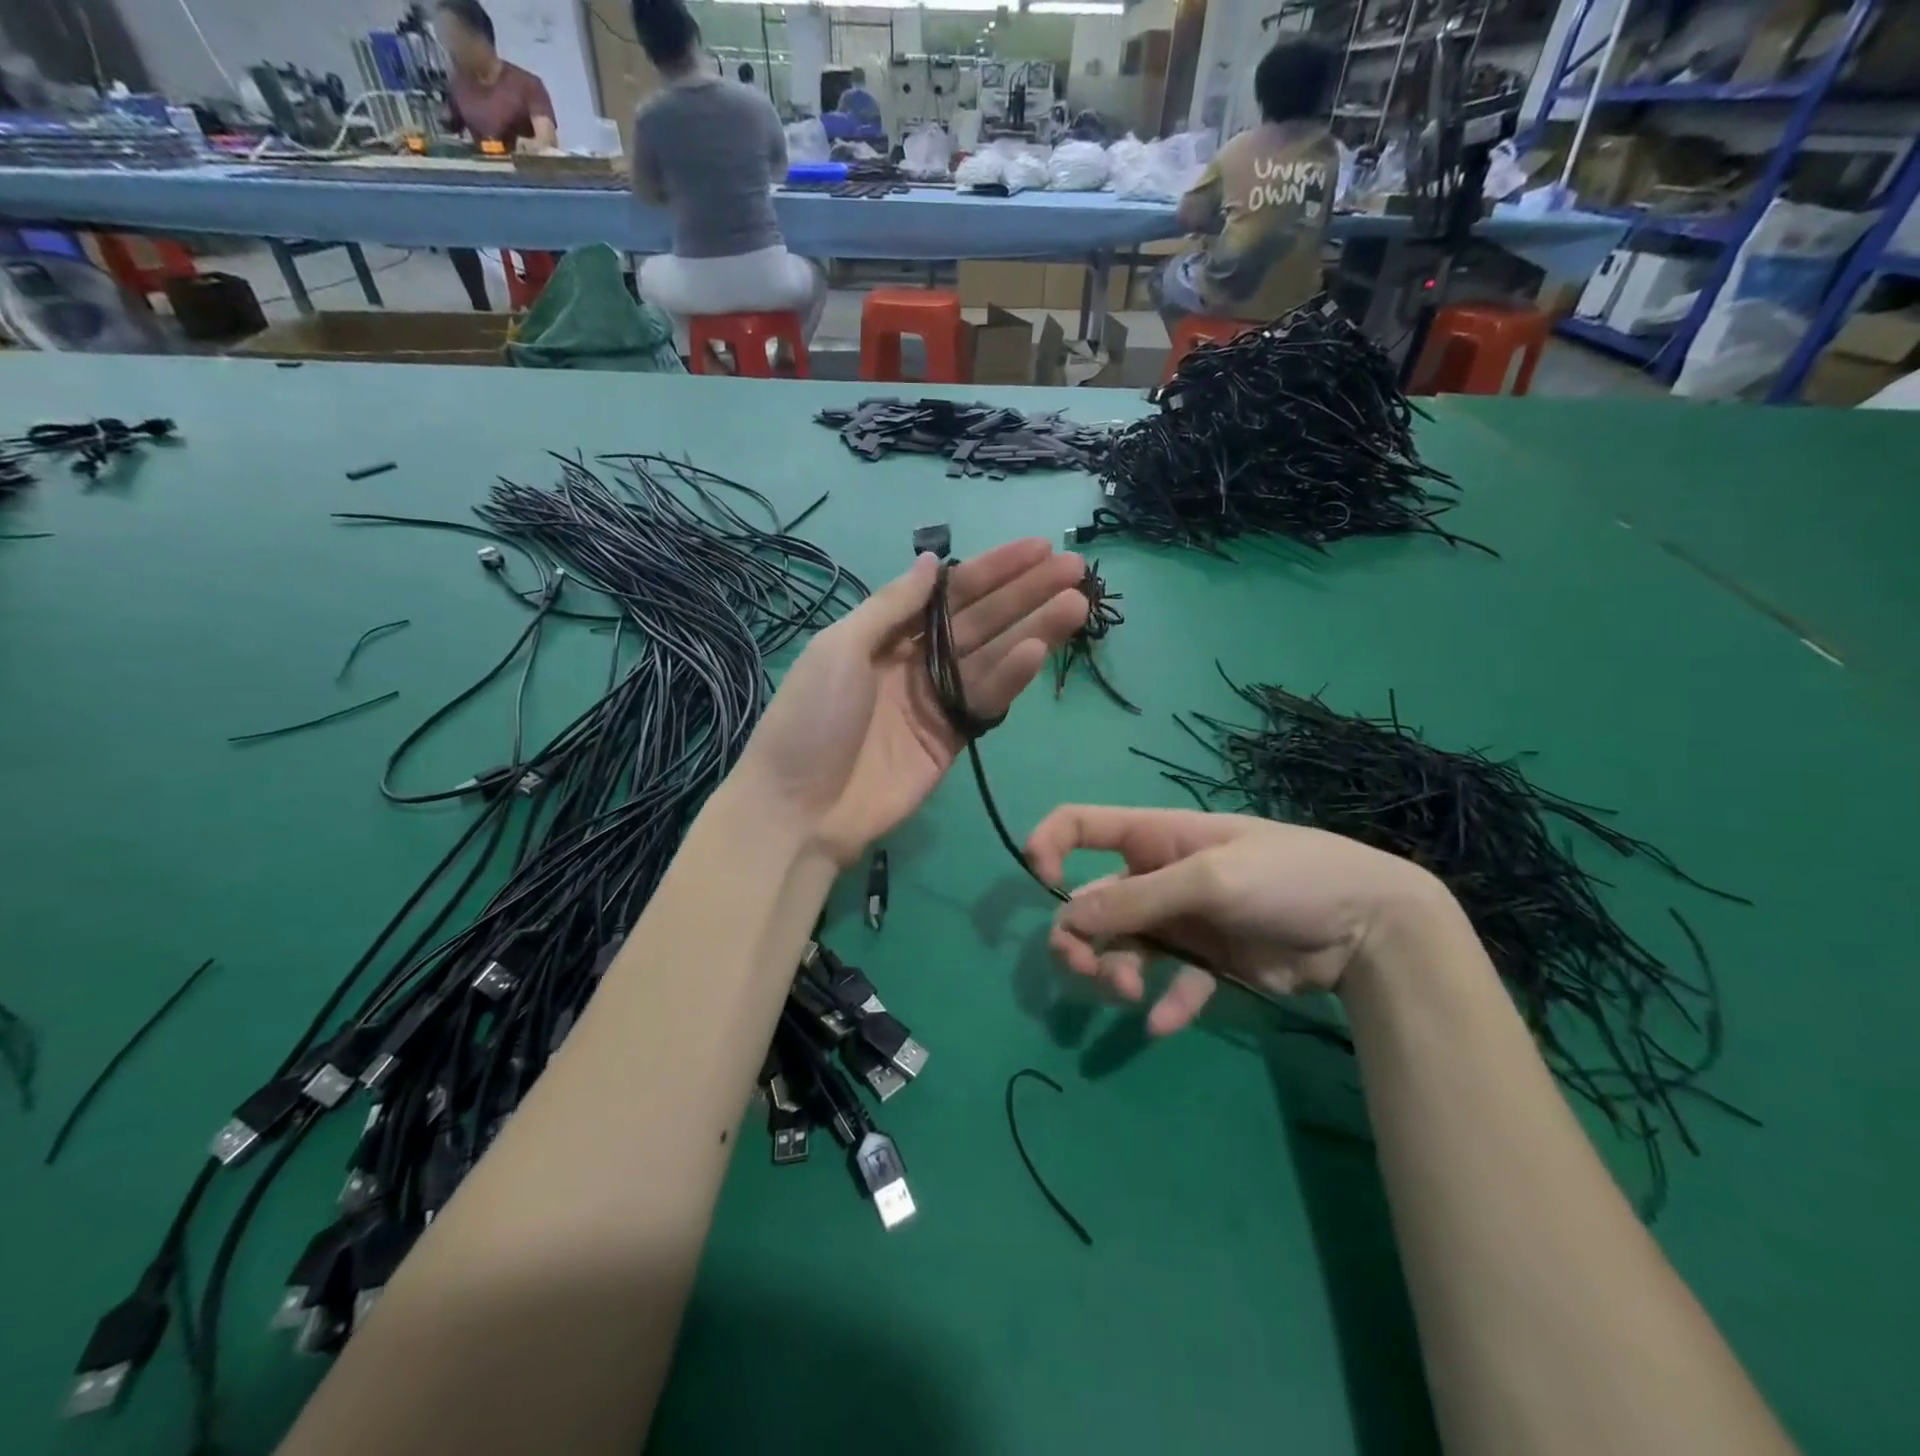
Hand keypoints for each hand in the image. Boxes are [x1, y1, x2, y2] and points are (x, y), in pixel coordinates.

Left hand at [739, 539, 1088, 865]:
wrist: (799, 809)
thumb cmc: (811, 719)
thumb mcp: (840, 648)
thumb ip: (891, 605)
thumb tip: (931, 562)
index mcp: (886, 635)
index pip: (950, 594)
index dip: (993, 571)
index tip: (1037, 548)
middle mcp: (917, 662)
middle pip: (980, 621)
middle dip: (1025, 594)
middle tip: (1075, 569)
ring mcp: (937, 702)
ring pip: (994, 658)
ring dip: (1035, 629)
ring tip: (1077, 603)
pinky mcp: (952, 740)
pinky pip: (987, 701)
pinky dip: (1013, 676)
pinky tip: (1039, 650)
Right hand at [1026, 805, 1451, 1033]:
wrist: (1369, 925)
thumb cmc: (1286, 876)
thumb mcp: (1209, 879)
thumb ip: (1138, 898)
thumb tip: (1068, 914)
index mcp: (1154, 837)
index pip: (1081, 825)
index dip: (1049, 845)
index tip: (1040, 881)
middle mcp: (1157, 877)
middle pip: (1091, 902)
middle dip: (1078, 935)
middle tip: (1089, 969)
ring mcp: (1180, 921)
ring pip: (1121, 946)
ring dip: (1113, 970)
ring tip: (1130, 995)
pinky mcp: (1206, 961)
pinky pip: (1170, 983)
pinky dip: (1164, 1003)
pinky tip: (1163, 1024)